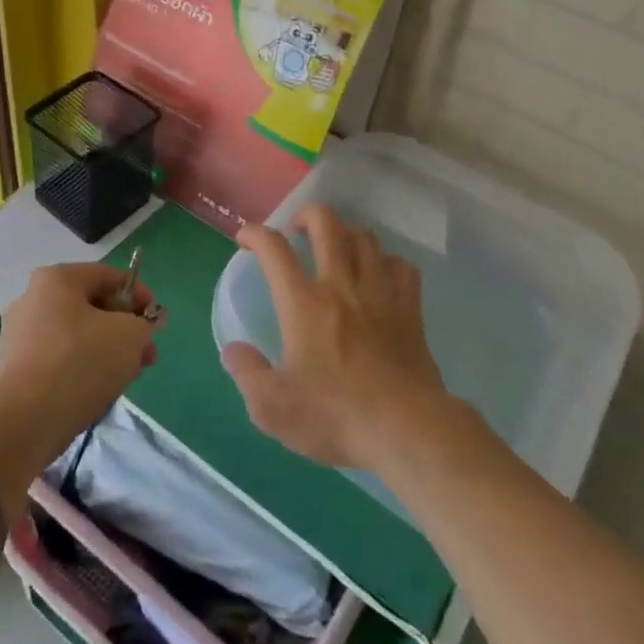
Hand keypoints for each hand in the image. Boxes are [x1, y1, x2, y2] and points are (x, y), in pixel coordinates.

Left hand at [0, 263, 162, 469]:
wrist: (22, 423)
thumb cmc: (79, 362)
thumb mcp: (129, 336)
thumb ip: (144, 324)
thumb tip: (142, 326)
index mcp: (56, 279)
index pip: (107, 276)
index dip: (139, 294)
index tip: (156, 321)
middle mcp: (31, 299)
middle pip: (91, 307)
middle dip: (124, 328)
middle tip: (146, 354)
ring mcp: (18, 336)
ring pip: (76, 335)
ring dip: (106, 351)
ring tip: (126, 377)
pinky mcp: (14, 370)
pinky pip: (58, 360)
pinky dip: (81, 369)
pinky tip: (97, 391)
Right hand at [223, 204, 448, 471]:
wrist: (407, 429)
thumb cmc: (336, 415)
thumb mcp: (273, 407)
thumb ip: (247, 373)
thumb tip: (233, 350)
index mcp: (303, 302)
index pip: (274, 248)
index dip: (255, 233)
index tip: (245, 239)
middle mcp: (341, 285)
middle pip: (326, 223)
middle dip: (307, 215)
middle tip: (297, 230)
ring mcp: (380, 292)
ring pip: (365, 238)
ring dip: (346, 234)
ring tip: (337, 248)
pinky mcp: (410, 309)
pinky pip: (401, 266)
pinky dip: (387, 262)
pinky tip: (380, 274)